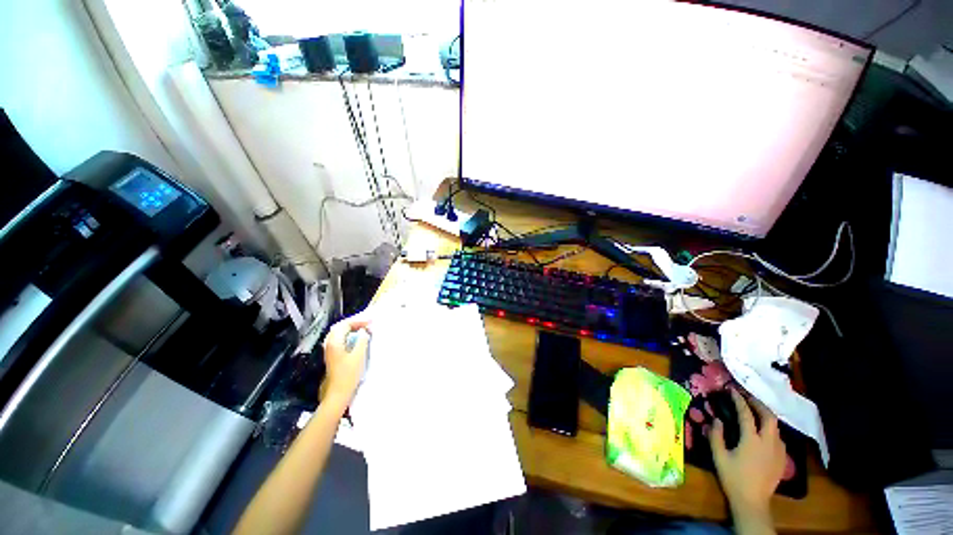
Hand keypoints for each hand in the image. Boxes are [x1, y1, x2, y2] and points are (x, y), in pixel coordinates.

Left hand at [321, 311, 371, 409]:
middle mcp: (329, 344)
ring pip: (339, 333)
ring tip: (363, 329)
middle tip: (367, 324)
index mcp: (334, 342)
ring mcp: (330, 350)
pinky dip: (349, 335)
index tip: (371, 322)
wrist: (338, 392)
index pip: (345, 324)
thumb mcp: (359, 355)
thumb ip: (362, 340)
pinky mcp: (333, 356)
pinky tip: (356, 339)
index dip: (359, 321)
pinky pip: (340, 339)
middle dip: (354, 323)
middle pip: (340, 327)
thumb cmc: (349, 374)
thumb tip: (365, 331)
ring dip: (351, 329)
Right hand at [709, 389, 785, 530]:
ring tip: (756, 413)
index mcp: (751, 440)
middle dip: (759, 404)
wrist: (752, 501)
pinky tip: (764, 434)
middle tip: (748, 398)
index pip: (746, 414)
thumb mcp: (719, 456)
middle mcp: (768, 442)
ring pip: (777, 427)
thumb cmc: (733, 477)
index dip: (739, 400)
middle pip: (769, 417)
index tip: (732, 390)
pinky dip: (771, 430)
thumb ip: (716, 436)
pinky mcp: (782, 460)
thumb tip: (717, 419)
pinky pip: (779, 439)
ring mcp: (778, 451)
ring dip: (766, 416)